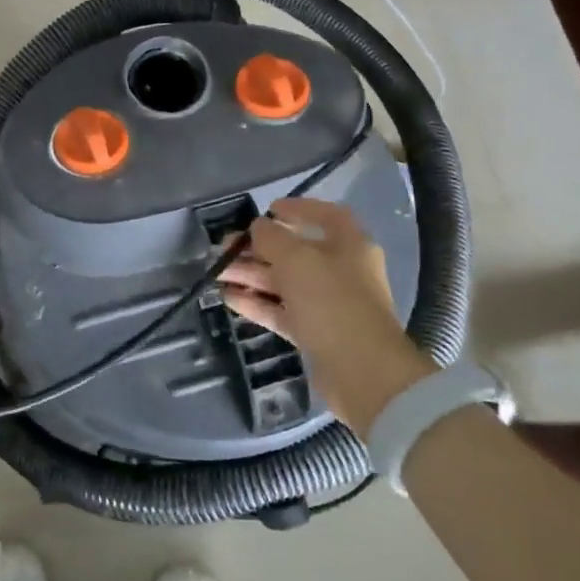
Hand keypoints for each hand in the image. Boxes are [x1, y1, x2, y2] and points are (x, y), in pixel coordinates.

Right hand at [218, 199, 434, 435]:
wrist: (362, 372)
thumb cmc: (332, 302)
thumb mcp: (297, 260)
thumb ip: (272, 238)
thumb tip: (259, 226)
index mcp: (349, 245)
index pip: (326, 215)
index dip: (298, 208)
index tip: (268, 209)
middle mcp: (341, 271)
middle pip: (296, 251)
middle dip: (258, 248)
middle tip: (225, 247)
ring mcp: (327, 304)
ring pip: (284, 282)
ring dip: (251, 275)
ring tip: (217, 272)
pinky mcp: (315, 332)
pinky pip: (281, 310)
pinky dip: (256, 303)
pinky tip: (228, 298)